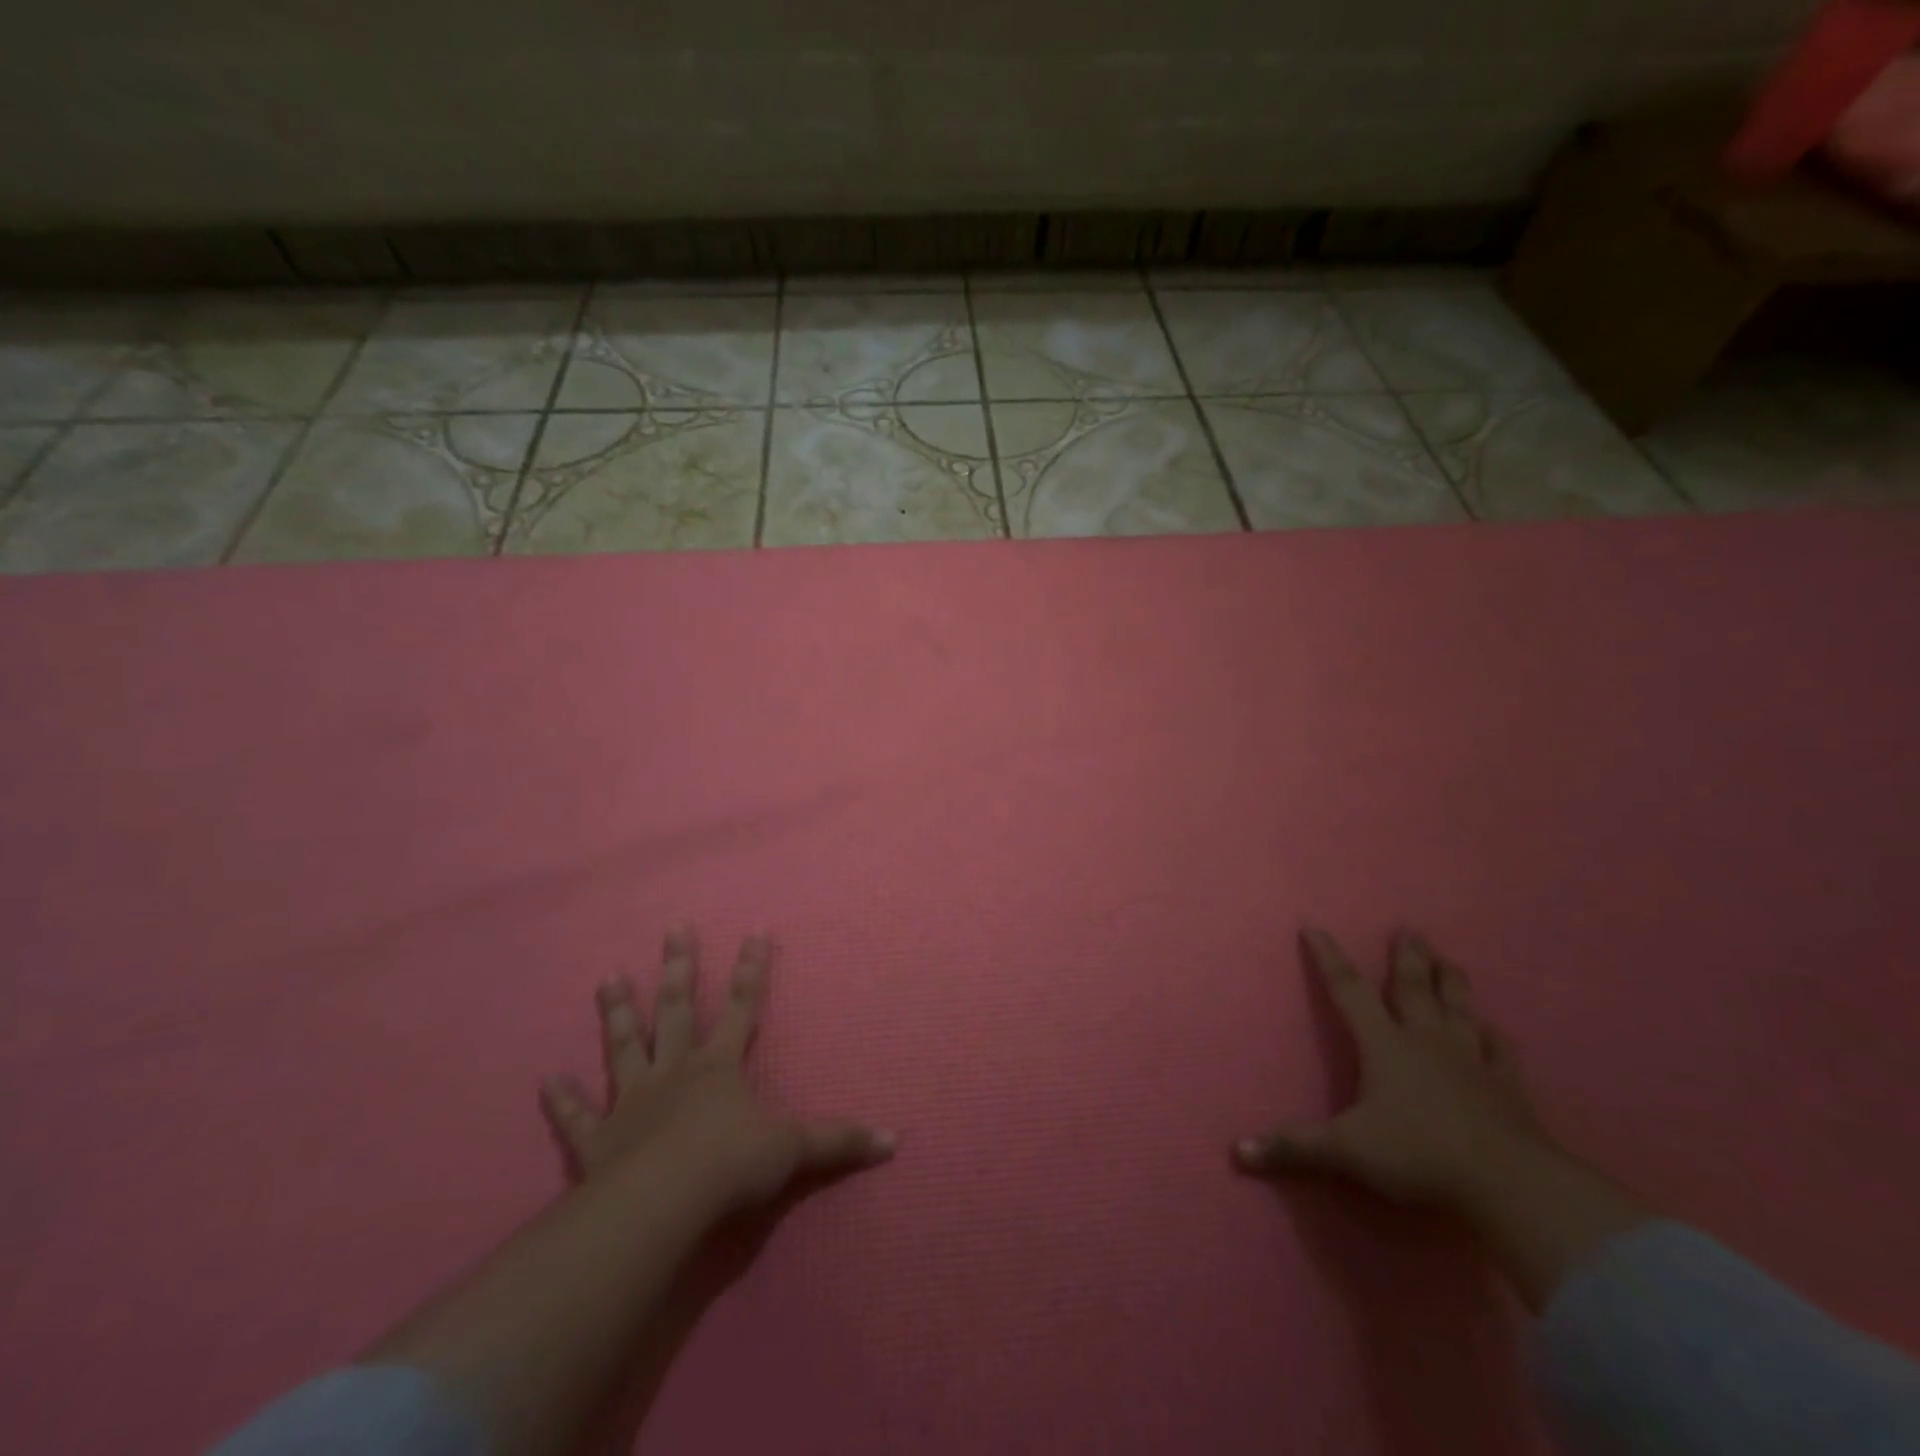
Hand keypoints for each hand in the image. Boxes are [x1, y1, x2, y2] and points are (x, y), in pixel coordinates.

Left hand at [540, 930, 893, 1221]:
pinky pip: (577, 1116)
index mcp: (720, 1065)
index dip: (751, 968)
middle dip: (679, 967)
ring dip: (617, 1013)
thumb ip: (839, 1142)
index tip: (754, 930)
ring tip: (608, 978)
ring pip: (625, 1045)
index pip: (742, 1005)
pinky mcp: (598, 1139)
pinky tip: (546, 1080)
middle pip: (677, 1008)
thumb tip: (894, 1141)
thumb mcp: (794, 1150)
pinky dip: (562, 1100)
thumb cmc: (732, 1165)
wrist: (663, 1204)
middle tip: (673, 928)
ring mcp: (633, 1100)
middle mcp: (676, 1071)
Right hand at [1235, 927, 1548, 1211]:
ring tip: (1447, 960)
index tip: (1314, 927)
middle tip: (1408, 929)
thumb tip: (1237, 1150)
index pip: (1348, 989)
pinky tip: (1493, 1029)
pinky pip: (1501, 1051)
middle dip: (1406, 956)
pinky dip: (1495, 1037)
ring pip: (1459, 1008)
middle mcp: (1425, 1040)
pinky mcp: (1508, 1087)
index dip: (1328, 957)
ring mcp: (1471, 1060)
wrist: (1510, 1185)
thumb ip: (1293, 1147)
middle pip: (1412, 987)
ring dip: (1451, 982)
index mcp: (1383, 1044)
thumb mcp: (1345, 1151)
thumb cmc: (1419, 1155)